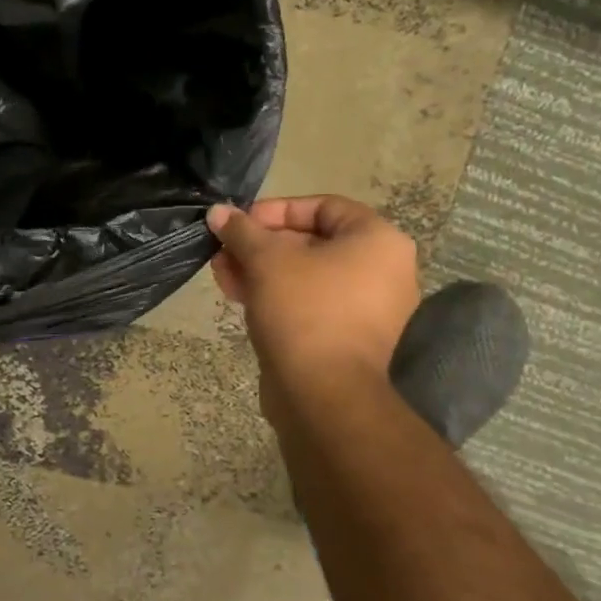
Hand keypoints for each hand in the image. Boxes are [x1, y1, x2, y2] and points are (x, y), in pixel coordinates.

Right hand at [207, 196, 420, 428]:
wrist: (323, 394)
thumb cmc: (304, 310)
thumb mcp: (266, 260)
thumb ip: (241, 230)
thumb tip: (218, 211)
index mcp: (378, 241)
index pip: (323, 206)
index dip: (276, 210)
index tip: (240, 223)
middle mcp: (383, 270)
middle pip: (311, 242)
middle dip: (260, 244)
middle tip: (224, 250)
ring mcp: (367, 308)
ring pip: (305, 275)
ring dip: (260, 270)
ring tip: (222, 273)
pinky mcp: (348, 338)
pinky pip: (310, 303)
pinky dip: (276, 295)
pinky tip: (238, 295)